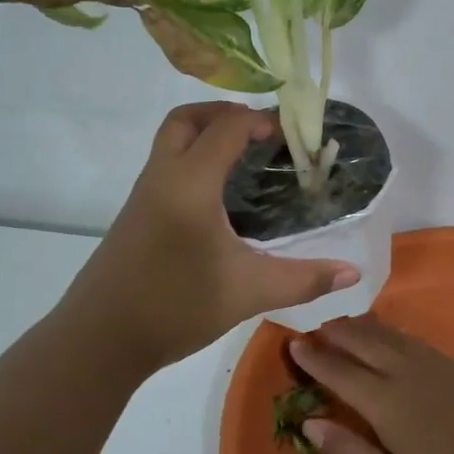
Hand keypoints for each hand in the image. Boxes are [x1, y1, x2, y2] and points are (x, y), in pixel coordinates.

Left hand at [58, 104, 360, 371]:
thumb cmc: (176, 306)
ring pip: (171, 142)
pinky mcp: (135, 216)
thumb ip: (303, 279)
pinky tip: (218, 201)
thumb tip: (352, 275)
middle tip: (260, 135)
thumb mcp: (248, 292)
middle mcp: (162, 177)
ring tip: (245, 163)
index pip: (226, 128)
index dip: (260, 120)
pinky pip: (166, 168)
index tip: (291, 134)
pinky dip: (193, 162)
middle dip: (224, 114)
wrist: (100, 339)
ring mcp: (143, 195)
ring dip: (205, 136)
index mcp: (191, 183)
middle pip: (187, 120)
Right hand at [287, 315, 453, 453]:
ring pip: (387, 335)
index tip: (293, 343)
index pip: (339, 371)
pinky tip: (388, 335)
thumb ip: (348, 453)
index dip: (314, 357)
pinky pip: (410, 338)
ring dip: (360, 326)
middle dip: (334, 333)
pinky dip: (388, 331)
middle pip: (362, 342)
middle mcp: (404, 372)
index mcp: (384, 401)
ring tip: (342, 323)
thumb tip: (308, 423)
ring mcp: (433, 365)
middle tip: (314, 327)